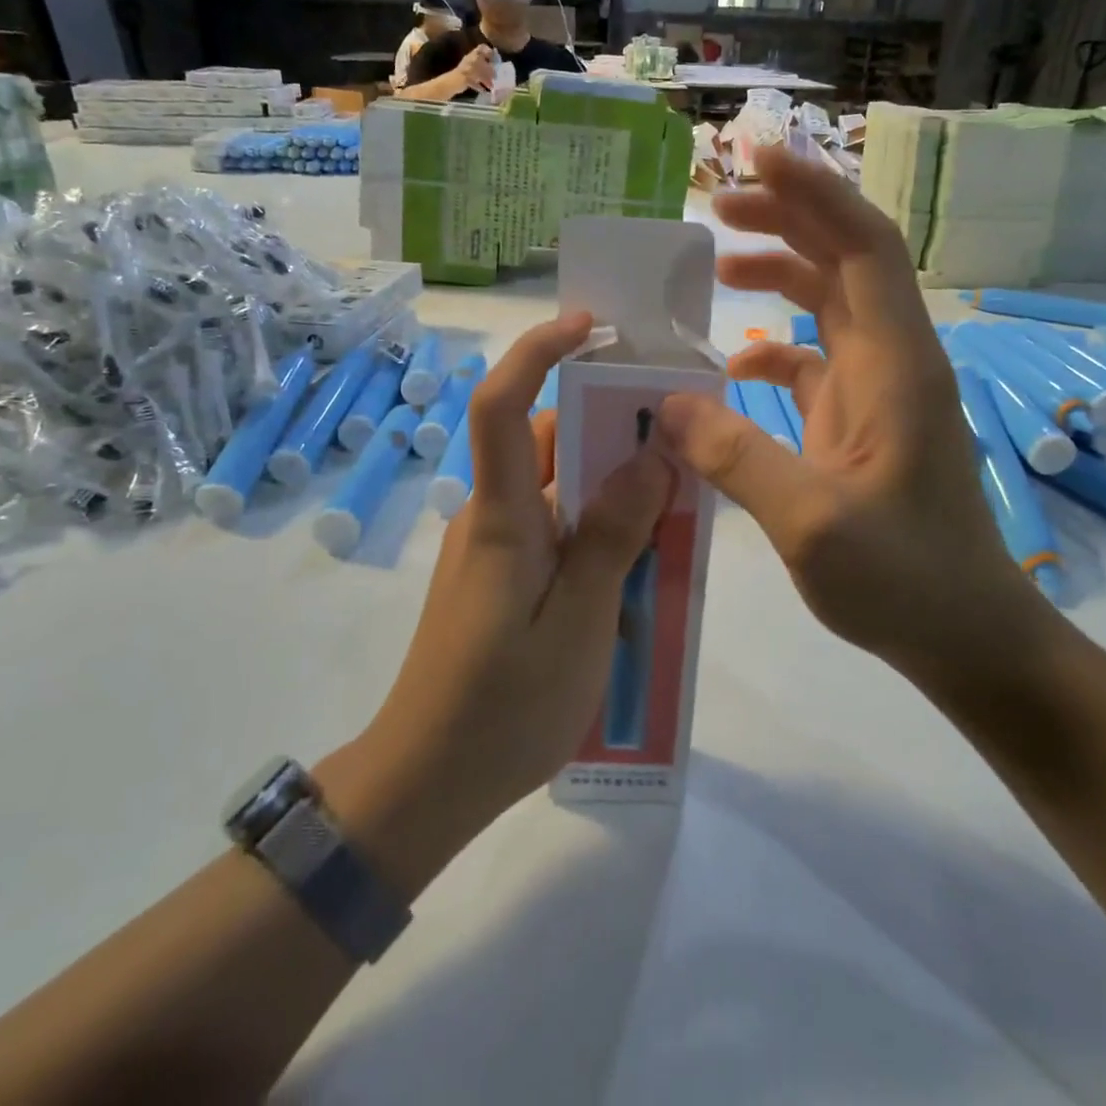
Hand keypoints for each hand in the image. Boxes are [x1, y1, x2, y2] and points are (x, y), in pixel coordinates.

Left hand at [322, 313, 669, 891]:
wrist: (429, 780)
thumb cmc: (504, 706)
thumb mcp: (579, 621)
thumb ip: (613, 535)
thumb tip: (650, 457)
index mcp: (503, 517)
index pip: (503, 406)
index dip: (538, 354)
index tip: (588, 326)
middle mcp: (494, 517)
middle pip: (545, 440)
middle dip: (606, 420)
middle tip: (675, 427)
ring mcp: (496, 548)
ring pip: (558, 486)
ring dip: (610, 479)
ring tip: (675, 496)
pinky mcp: (504, 577)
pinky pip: (557, 527)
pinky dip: (599, 521)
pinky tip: (642, 557)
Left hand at [455, 42, 495, 92]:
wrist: (456, 81)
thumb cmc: (470, 72)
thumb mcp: (483, 69)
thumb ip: (490, 69)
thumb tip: (495, 72)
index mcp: (474, 55)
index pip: (483, 48)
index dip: (490, 52)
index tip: (496, 59)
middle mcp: (471, 60)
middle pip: (482, 62)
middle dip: (489, 69)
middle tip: (495, 75)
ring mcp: (468, 69)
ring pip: (479, 72)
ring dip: (485, 78)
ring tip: (491, 85)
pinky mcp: (465, 78)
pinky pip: (474, 80)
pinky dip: (479, 85)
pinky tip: (484, 90)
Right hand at [658, 144, 1054, 690]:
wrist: (969, 636)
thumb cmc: (906, 581)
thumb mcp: (811, 524)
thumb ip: (735, 456)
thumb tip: (664, 403)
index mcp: (896, 365)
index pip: (863, 247)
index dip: (815, 195)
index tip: (757, 160)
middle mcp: (893, 362)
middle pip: (845, 261)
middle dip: (787, 221)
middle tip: (718, 207)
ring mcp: (879, 392)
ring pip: (829, 305)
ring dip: (779, 276)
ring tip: (716, 267)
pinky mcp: (862, 422)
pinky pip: (815, 360)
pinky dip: (773, 348)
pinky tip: (732, 366)